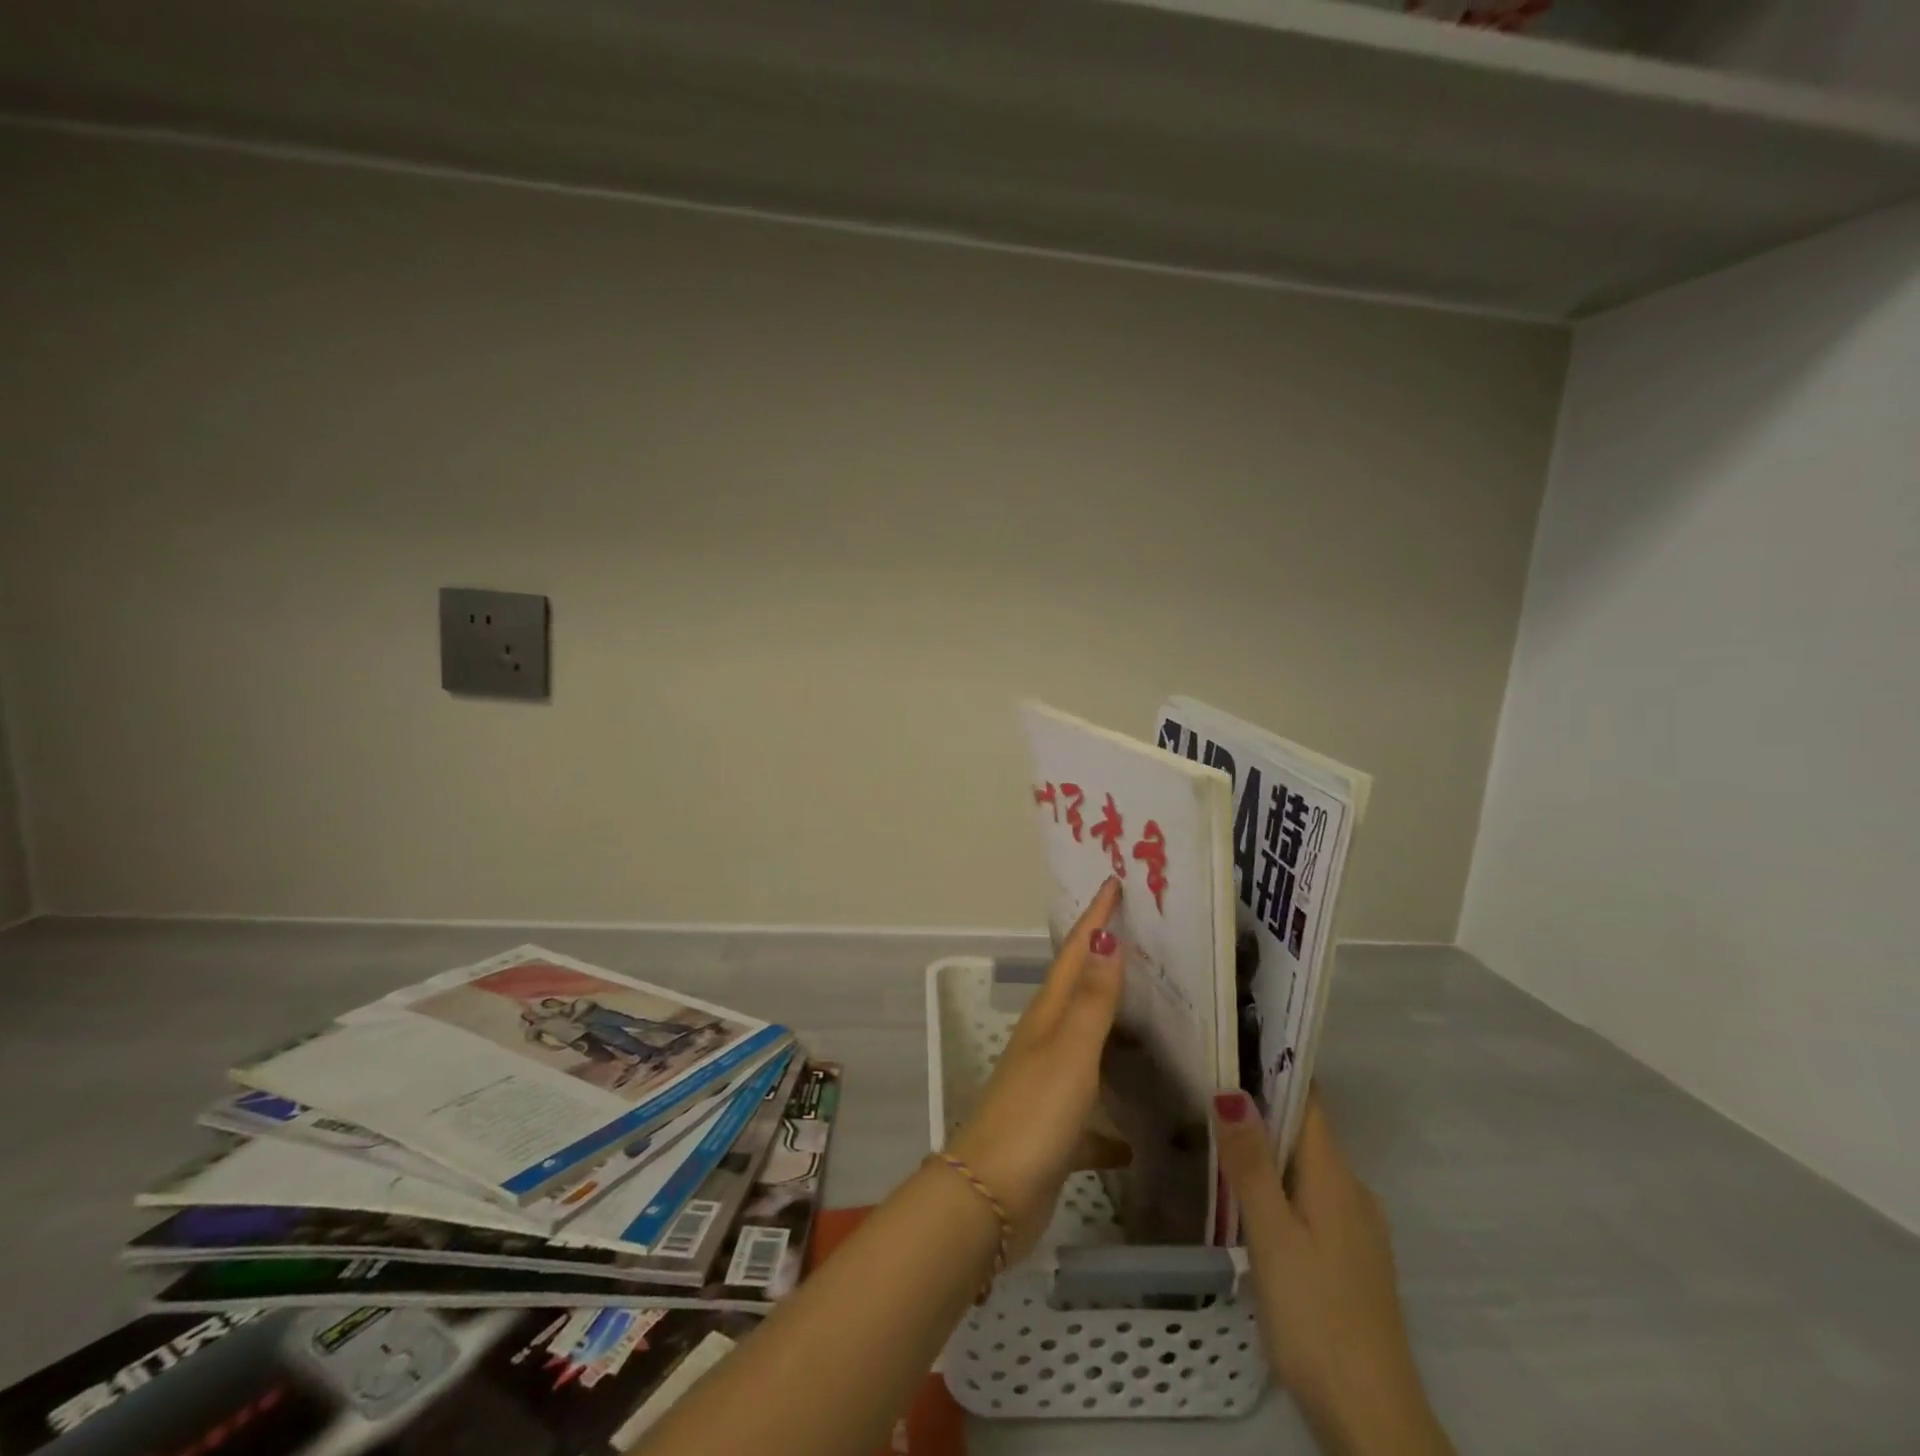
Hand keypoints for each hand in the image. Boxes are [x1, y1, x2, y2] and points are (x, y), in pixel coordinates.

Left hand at [946, 877, 1128, 1259]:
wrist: (991, 1197)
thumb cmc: (1034, 1115)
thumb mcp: (1071, 1052)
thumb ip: (1092, 1001)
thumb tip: (1106, 939)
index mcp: (1048, 1017)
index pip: (1074, 953)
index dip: (1094, 918)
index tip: (1113, 884)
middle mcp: (1045, 1043)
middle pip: (1077, 991)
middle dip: (1102, 962)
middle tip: (1139, 940)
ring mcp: (1047, 1086)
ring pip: (1086, 1048)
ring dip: (1111, 1032)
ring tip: (1151, 1024)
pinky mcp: (1054, 1131)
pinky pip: (1091, 1116)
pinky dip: (1111, 1122)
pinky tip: (1138, 1140)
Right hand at [1213, 1088, 1452, 1455]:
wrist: (1374, 1422)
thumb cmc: (1317, 1317)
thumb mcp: (1272, 1237)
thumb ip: (1251, 1164)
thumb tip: (1231, 1088)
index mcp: (1335, 1177)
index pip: (1309, 1100)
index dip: (1276, 1066)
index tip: (1233, 1038)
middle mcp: (1352, 1192)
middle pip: (1306, 1130)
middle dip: (1261, 1104)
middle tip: (1205, 1081)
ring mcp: (1356, 1228)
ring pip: (1307, 1166)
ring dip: (1268, 1146)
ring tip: (1215, 1131)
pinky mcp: (1350, 1259)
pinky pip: (1311, 1197)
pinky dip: (1280, 1182)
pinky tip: (1248, 1196)